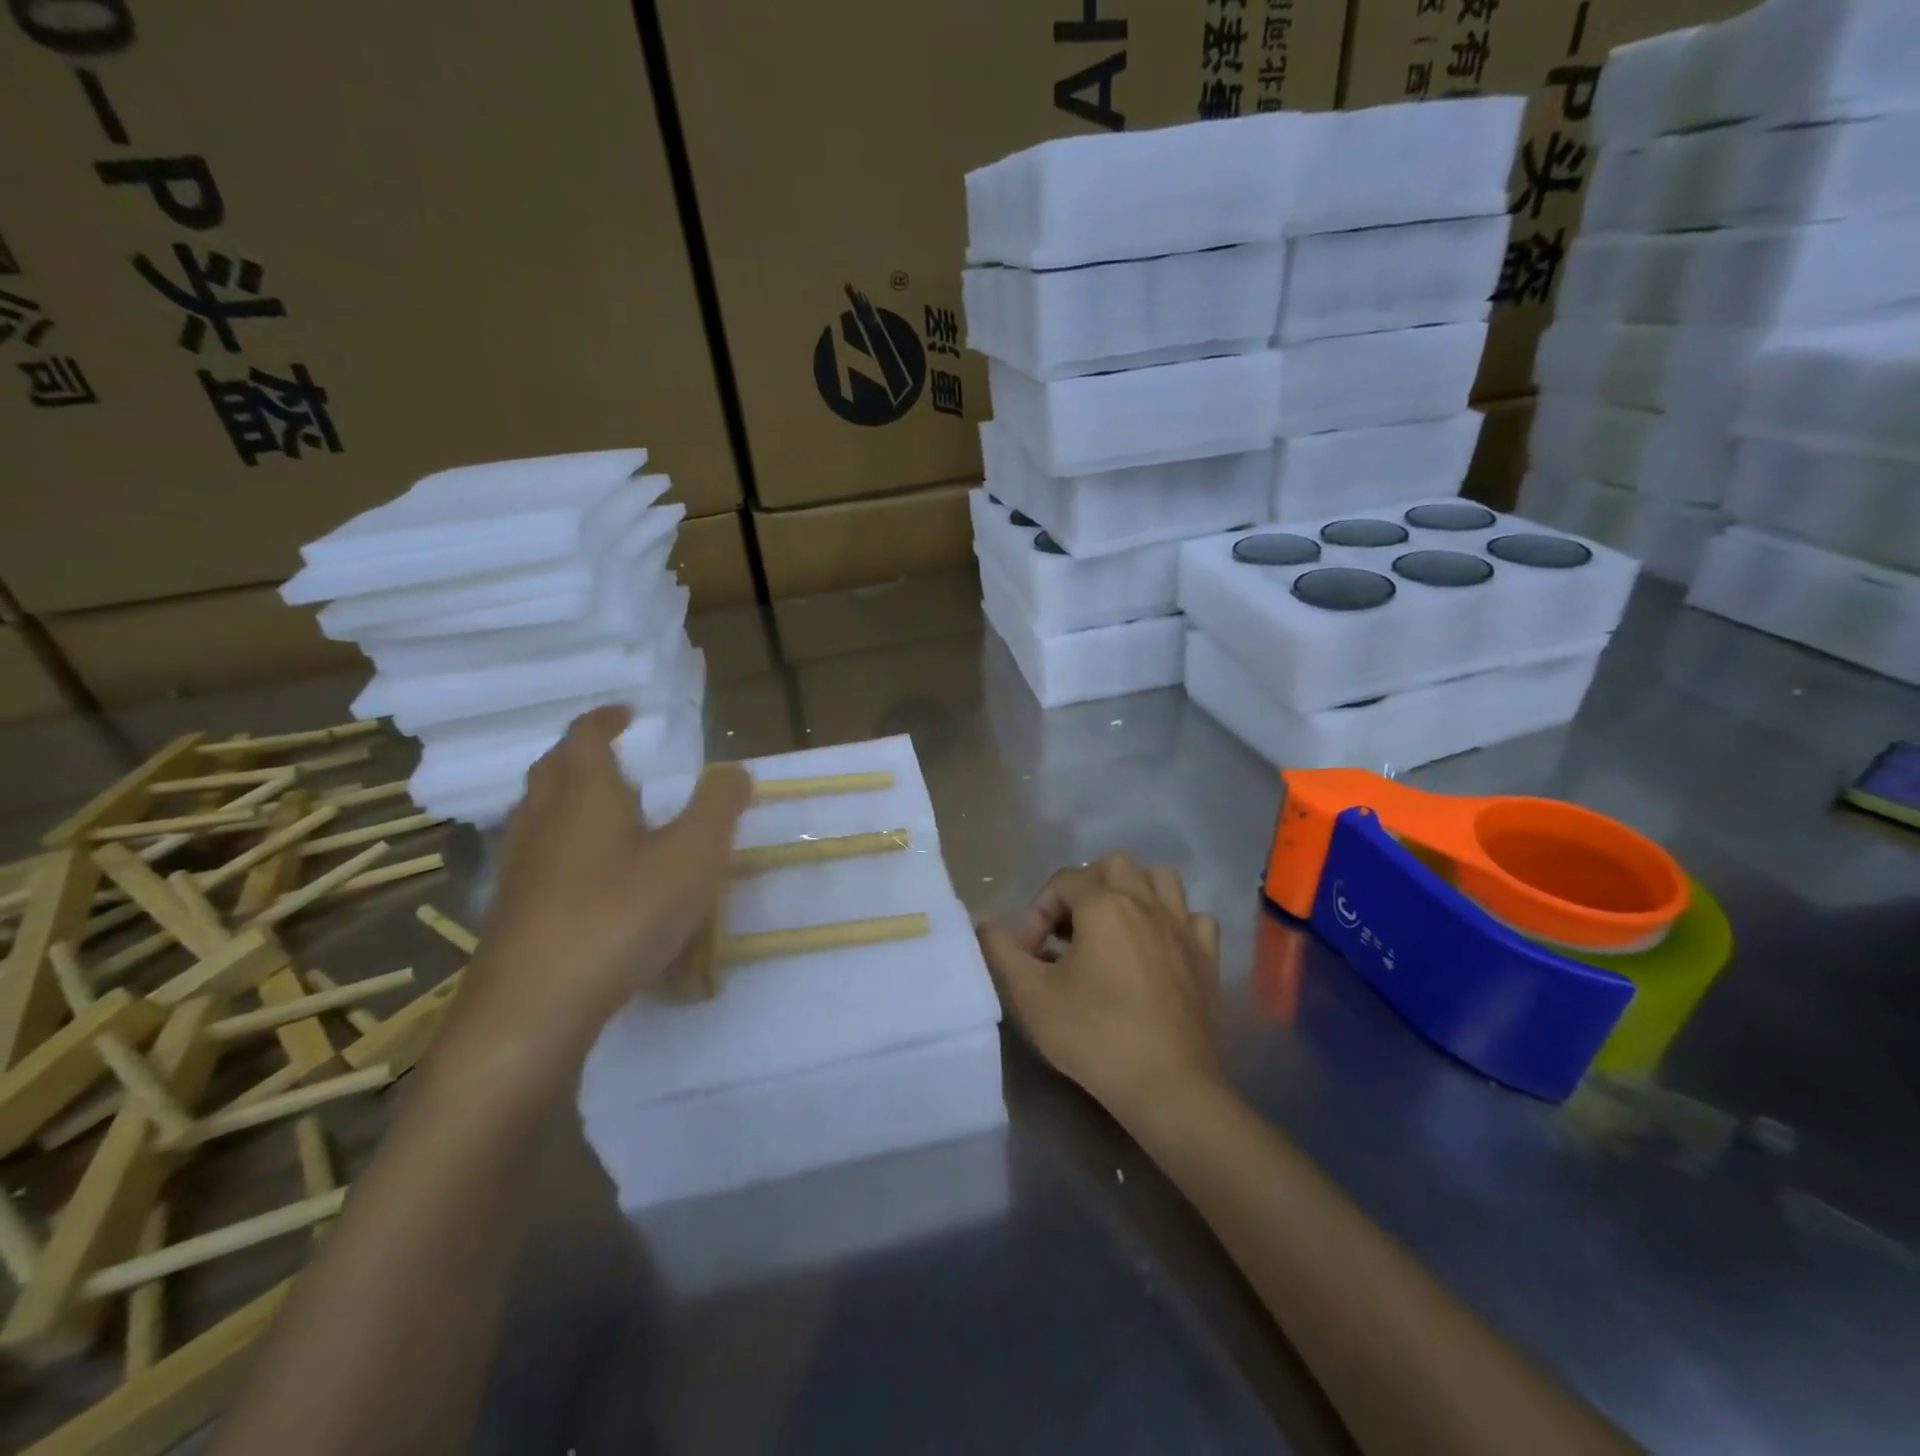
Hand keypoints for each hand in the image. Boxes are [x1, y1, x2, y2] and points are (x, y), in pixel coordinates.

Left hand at [454, 705, 751, 1068]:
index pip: (586, 735)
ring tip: (608, 811)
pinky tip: (589, 875)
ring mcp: (520, 865)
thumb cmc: (622, 913)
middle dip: (584, 753)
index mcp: (584, 792)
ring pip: (539, 812)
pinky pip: (537, 853)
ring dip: (570, 798)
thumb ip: (718, 807)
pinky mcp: (511, 908)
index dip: (606, 719)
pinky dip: (563, 843)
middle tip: (619, 757)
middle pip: (555, 769)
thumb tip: (735, 770)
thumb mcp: (693, 856)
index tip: (629, 714)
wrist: (535, 1007)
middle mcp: (543, 818)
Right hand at [978, 854, 1222, 1124]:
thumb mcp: (1031, 995)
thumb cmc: (1093, 1035)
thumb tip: (978, 918)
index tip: (1028, 955)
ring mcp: (1182, 928)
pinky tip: (1158, 947)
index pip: (1062, 881)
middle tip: (1068, 932)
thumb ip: (1001, 950)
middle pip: (1113, 865)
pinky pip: (1194, 918)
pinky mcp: (1206, 957)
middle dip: (1084, 888)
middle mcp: (1146, 903)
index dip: (1037, 912)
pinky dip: (1175, 922)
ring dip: (1133, 891)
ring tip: (1112, 927)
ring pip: (1160, 879)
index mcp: (1104, 904)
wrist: (1166, 1085)